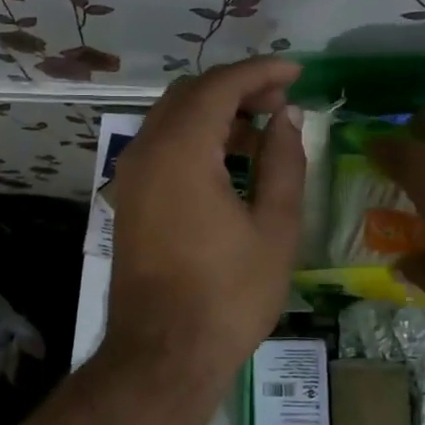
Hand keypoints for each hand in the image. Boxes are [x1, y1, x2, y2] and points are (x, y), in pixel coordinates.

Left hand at [103, 59, 305, 388]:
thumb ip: (283, 163)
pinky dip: (194, 141)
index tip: (296, 72)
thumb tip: (287, 118)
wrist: (164, 353)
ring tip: (261, 134)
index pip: (219, 86)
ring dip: (214, 115)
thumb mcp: (274, 228)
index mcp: (179, 151)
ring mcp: (130, 177)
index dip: (260, 72)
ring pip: (170, 120)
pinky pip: (160, 149)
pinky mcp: (128, 200)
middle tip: (280, 105)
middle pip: (189, 95)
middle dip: (236, 89)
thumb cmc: (227, 295)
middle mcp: (144, 152)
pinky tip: (228, 163)